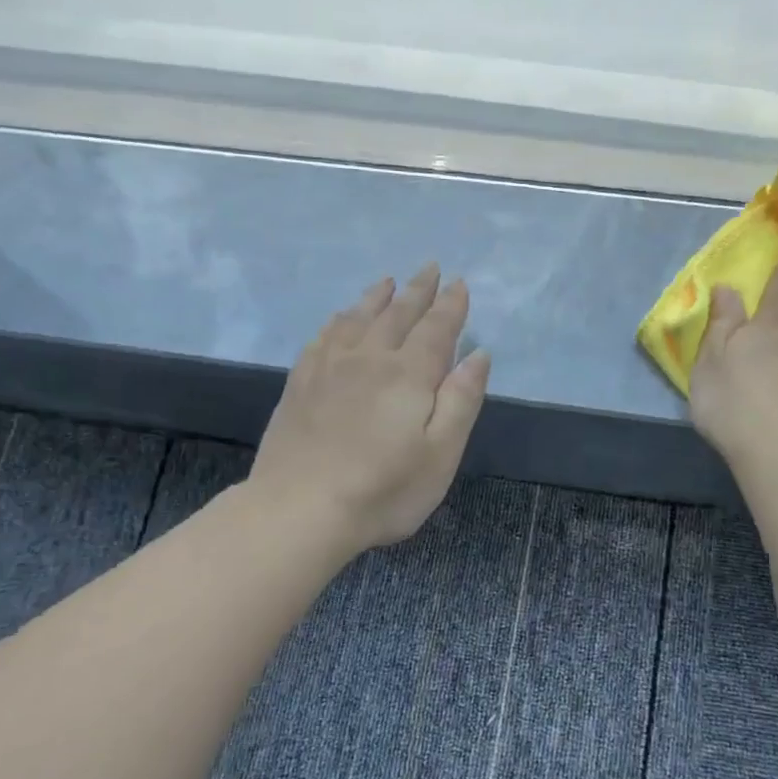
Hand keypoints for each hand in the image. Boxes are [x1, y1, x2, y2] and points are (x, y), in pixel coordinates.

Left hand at [250, 265, 491, 554]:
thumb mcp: (441, 454)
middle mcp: (369, 359)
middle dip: (417, 291)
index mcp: (409, 375)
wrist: (300, 510)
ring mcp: (328, 368)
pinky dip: (338, 320)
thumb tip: (478, 354)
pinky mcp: (300, 384)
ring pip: (357, 318)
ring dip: (377, 297)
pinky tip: (340, 318)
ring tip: (387, 282)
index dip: (451, 306)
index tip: (460, 283)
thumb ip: (461, 401)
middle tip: (430, 268)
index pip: (436, 329)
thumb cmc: (383, 491)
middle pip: (397, 315)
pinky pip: (323, 336)